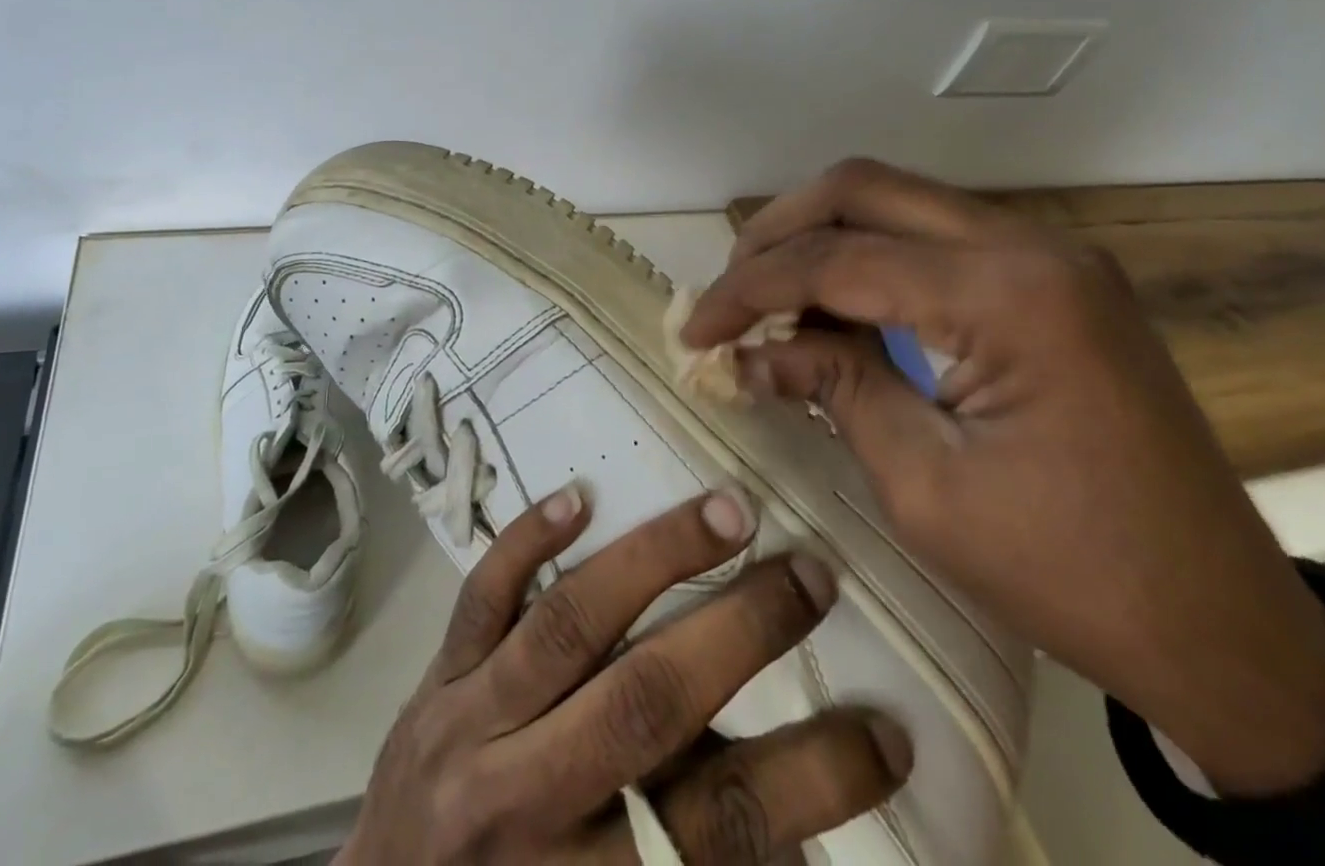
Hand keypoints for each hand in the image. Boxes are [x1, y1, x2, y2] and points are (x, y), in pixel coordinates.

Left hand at [337, 485, 908, 863]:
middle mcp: (529, 795)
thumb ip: (698, 856)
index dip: (815, 779)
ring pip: (569, 624)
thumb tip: (802, 827)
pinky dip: (526, 542)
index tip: (889, 729)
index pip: (724, 826)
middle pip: (647, 703)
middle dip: (739, 631)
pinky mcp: (434, 674)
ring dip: (654, 559)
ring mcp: (470, 721)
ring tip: (726, 511)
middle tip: (811, 574)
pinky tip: (579, 495)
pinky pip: (480, 597)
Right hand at [683, 159, 1324, 798]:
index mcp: (1005, 295)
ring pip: (894, 199)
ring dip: (819, 237)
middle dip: (776, 231)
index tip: (695, 330)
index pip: (836, 259)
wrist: (1226, 627)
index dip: (748, 290)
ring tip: (769, 297)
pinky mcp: (1049, 276)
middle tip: (730, 291)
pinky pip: (931, 234)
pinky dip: (866, 256)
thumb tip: (748, 352)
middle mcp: (1028, 245)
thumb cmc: (1069, 571)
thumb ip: (831, 386)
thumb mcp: (923, 485)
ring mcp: (1046, 253)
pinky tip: (835, 306)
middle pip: (861, 189)